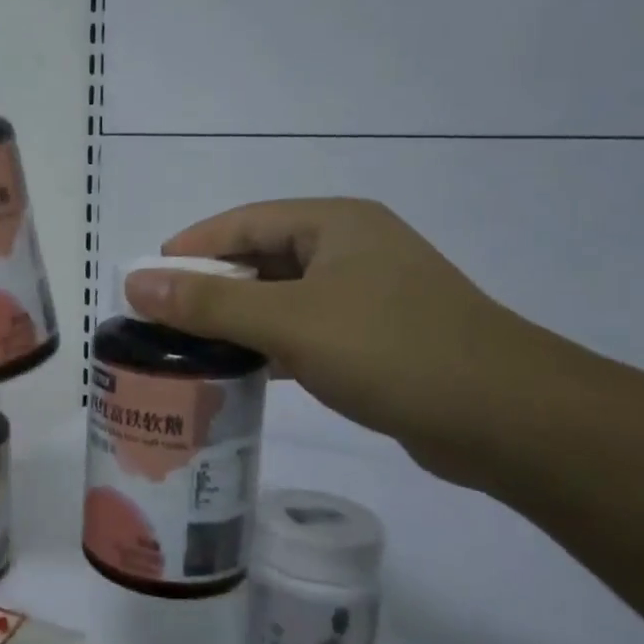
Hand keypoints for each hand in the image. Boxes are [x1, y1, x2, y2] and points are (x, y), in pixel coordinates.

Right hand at [123, 199, 556, 470]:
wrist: (508, 420)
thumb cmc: (393, 350)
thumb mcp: (290, 321)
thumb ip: (209, 301)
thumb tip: (134, 282)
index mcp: (334, 224)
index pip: (242, 223)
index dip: (190, 248)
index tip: (145, 281)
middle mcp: (351, 250)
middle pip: (260, 259)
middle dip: (209, 287)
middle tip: (160, 320)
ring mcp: (367, 296)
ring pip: (281, 299)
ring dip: (237, 320)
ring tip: (187, 348)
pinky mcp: (377, 340)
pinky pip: (305, 332)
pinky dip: (270, 346)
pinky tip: (240, 372)